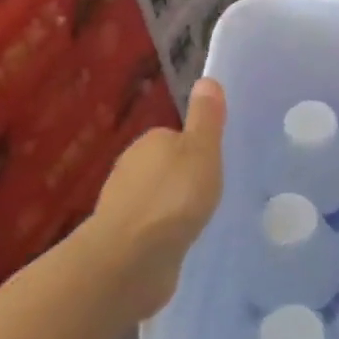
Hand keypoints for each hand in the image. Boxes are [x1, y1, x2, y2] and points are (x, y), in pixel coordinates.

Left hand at [78, 78, 226, 319]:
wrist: (130, 258)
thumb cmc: (173, 197)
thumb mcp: (202, 151)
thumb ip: (206, 119)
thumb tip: (207, 79)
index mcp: (149, 142)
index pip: (176, 137)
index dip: (197, 150)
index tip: (215, 167)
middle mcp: (130, 168)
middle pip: (164, 167)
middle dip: (183, 179)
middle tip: (211, 195)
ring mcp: (123, 206)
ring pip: (155, 198)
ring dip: (172, 207)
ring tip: (197, 221)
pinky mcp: (122, 239)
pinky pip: (149, 228)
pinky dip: (162, 232)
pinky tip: (177, 244)